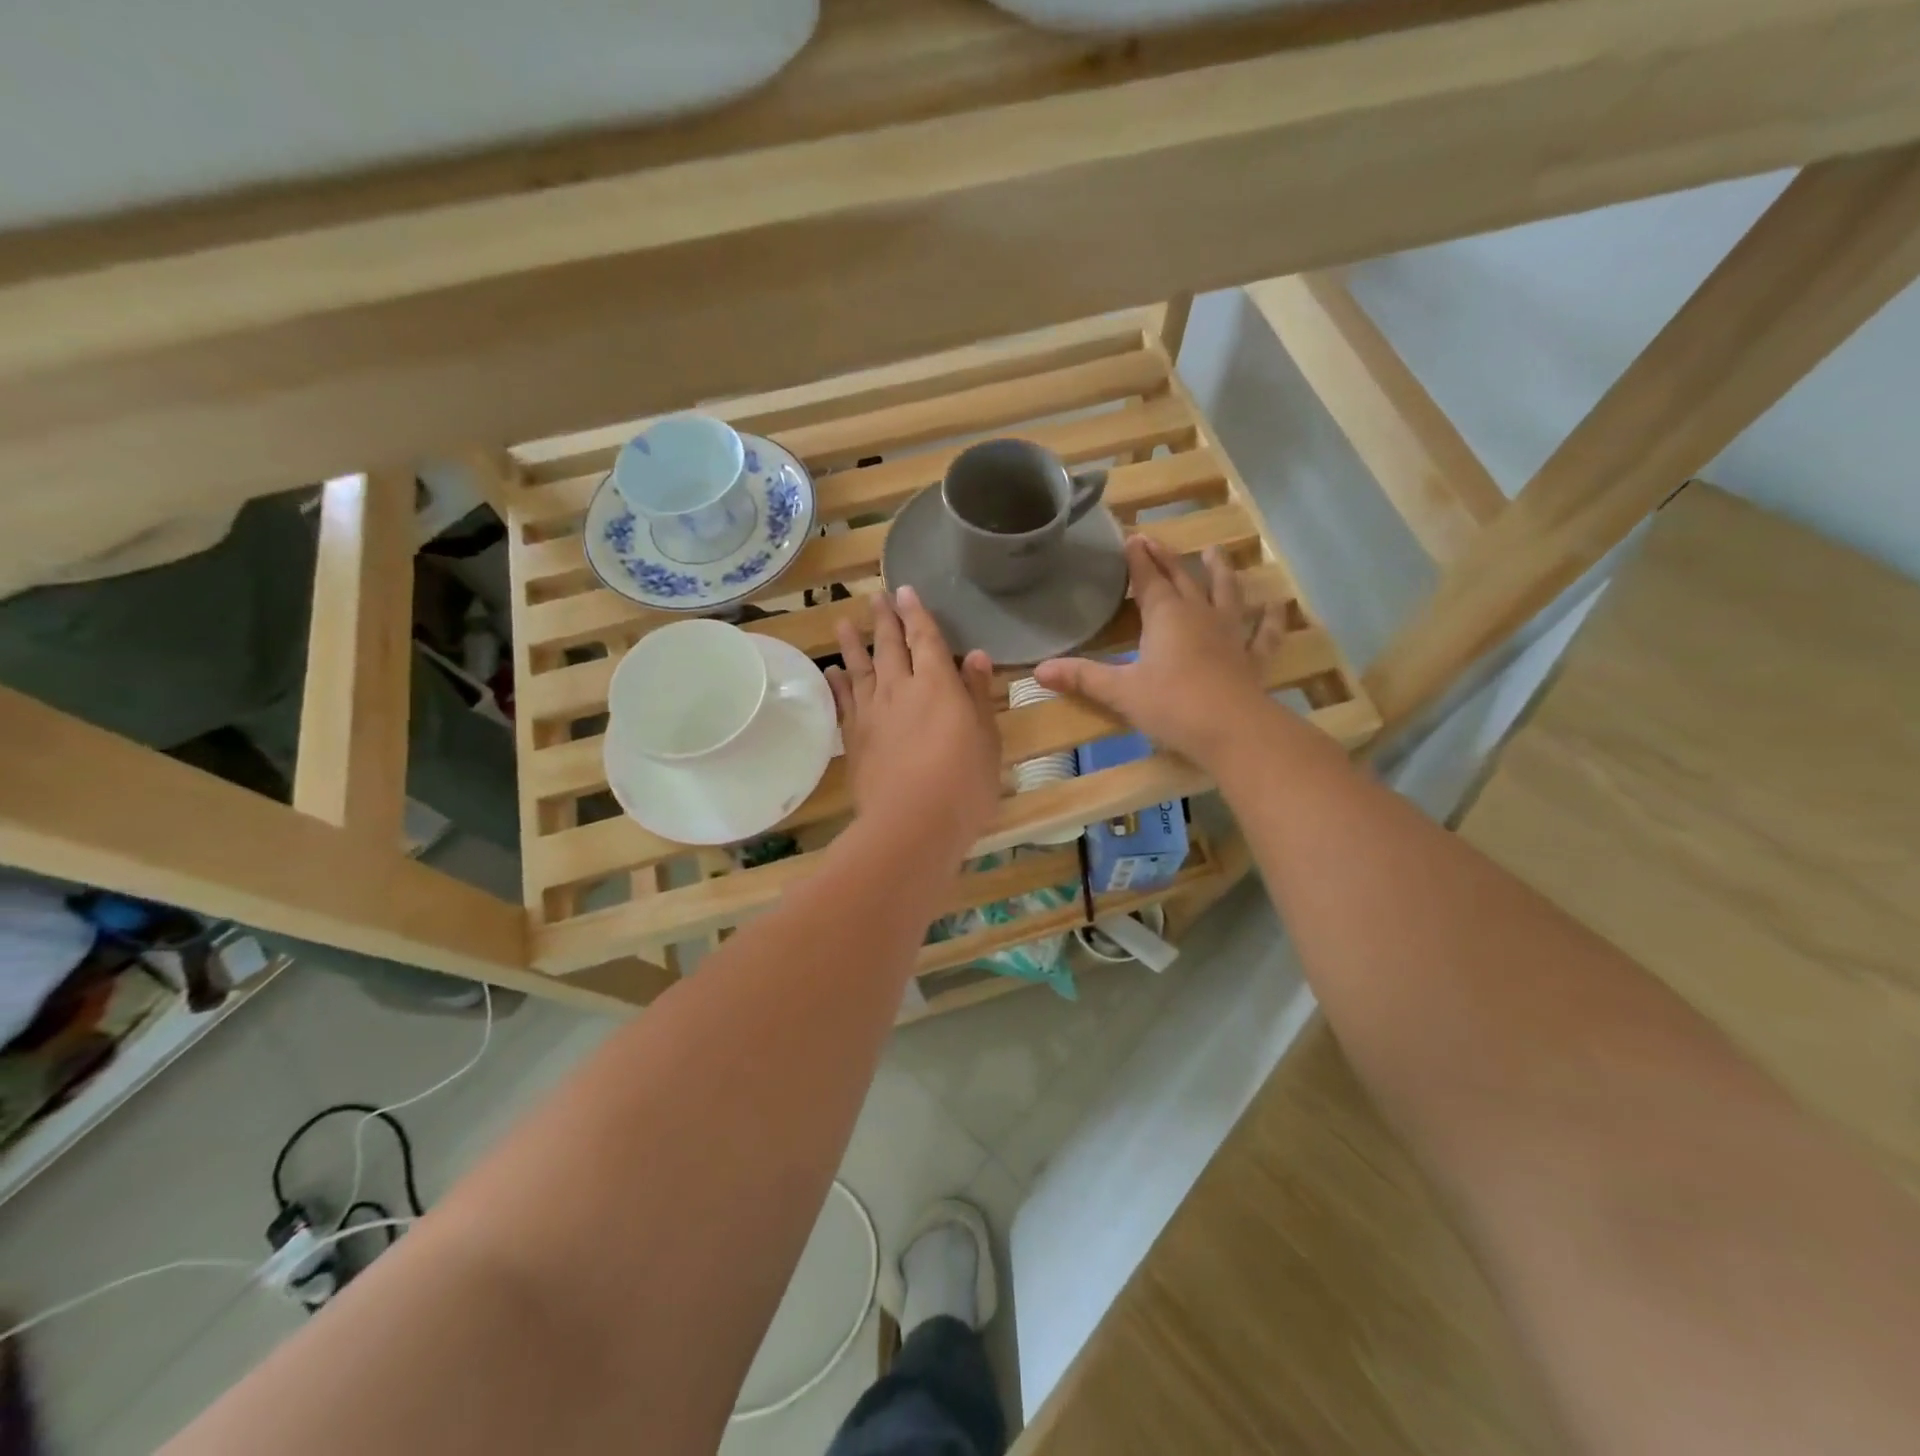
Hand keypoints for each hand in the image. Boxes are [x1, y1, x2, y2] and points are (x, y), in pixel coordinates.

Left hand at [828, 587, 1000, 853]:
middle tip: (877, 596)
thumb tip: (975, 655)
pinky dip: (837, 684)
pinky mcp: (854, 738)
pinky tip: (832, 673)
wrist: (912, 823)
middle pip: (890, 646)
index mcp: (938, 684)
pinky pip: (843, 702)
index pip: (926, 638)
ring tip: (844, 621)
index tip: (905, 591)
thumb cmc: (963, 783)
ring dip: (853, 643)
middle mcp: (900, 689)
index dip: (917, 613)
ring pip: (860, 668)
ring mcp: (872, 713)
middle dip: (885, 619)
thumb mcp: (986, 738)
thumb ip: (978, 694)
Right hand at [1034, 538, 1284, 766]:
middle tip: (1155, 539)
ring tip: (1215, 551)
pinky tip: (1278, 605)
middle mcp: (1199, 615)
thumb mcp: (1120, 692)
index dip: (1137, 559)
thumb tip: (1038, 671)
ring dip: (1220, 571)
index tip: (1131, 538)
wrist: (1233, 730)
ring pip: (1226, 593)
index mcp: (1165, 616)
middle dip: (1166, 558)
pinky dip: (1272, 618)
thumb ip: (1082, 678)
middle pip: (1182, 578)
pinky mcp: (1252, 659)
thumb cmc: (1172, 705)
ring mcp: (1230, 634)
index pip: (1147, 579)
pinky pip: (1264, 633)